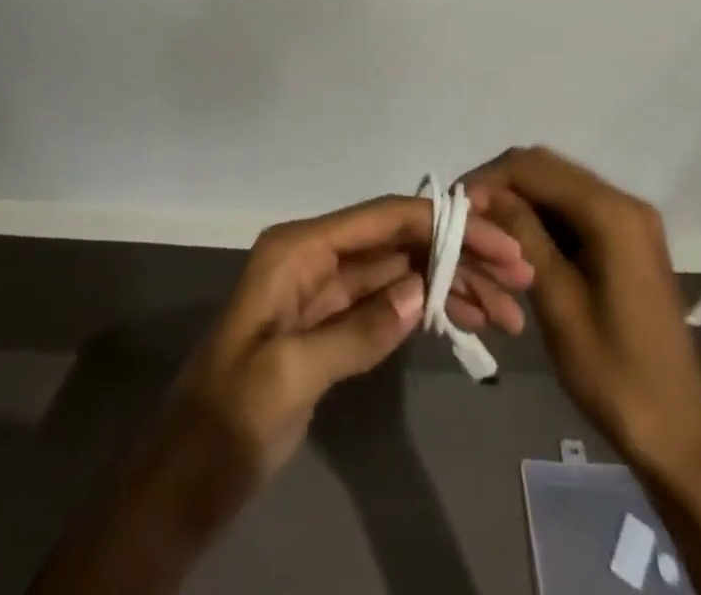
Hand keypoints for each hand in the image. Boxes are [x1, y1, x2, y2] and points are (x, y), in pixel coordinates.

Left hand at [168, 193, 532, 483]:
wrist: (182, 482)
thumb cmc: (226, 422)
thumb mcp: (287, 376)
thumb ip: (356, 330)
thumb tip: (419, 292)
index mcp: (298, 249)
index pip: (383, 219)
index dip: (443, 225)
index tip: (499, 243)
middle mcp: (314, 256)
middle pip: (398, 242)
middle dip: (457, 256)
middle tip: (518, 280)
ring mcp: (323, 291)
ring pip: (398, 273)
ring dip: (449, 285)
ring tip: (505, 313)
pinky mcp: (330, 326)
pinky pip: (387, 305)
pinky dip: (424, 310)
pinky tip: (462, 322)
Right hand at [464, 147, 700, 480]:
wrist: (676, 432)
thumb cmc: (613, 373)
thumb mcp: (558, 301)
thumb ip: (521, 235)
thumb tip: (479, 192)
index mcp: (611, 213)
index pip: (534, 168)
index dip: (489, 179)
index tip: (453, 206)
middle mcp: (624, 202)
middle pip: (547, 169)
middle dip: (501, 185)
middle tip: (463, 217)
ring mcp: (630, 220)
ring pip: (558, 186)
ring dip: (519, 200)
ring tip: (482, 229)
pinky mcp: (627, 239)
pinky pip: (574, 209)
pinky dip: (542, 216)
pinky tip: (516, 242)